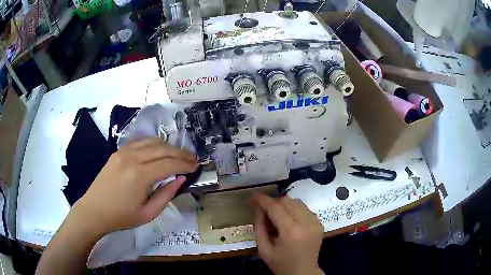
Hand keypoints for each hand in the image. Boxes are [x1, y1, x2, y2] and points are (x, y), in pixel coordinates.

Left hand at [73, 138, 197, 235]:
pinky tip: (158, 151)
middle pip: (162, 149)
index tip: (196, 166)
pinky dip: (153, 144)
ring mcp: (123, 152)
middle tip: (192, 159)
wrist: (94, 210)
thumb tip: (180, 179)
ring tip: (178, 155)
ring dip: (168, 146)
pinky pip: (140, 141)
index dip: (185, 164)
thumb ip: (166, 195)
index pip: (169, 163)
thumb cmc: (121, 216)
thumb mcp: (148, 213)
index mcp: (139, 175)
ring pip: (152, 141)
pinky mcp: (118, 151)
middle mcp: (132, 157)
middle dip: (180, 153)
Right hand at [251, 195, 323, 274]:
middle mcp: (306, 223)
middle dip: (273, 202)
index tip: (253, 198)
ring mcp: (315, 222)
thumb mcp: (264, 249)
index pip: (275, 208)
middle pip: (287, 201)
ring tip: (276, 215)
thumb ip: (260, 227)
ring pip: (297, 202)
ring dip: (284, 205)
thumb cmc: (281, 264)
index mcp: (291, 232)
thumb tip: (259, 209)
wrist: (303, 272)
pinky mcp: (319, 223)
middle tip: (263, 211)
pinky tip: (288, 220)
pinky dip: (294, 210)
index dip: (262, 200)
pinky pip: (304, 208)